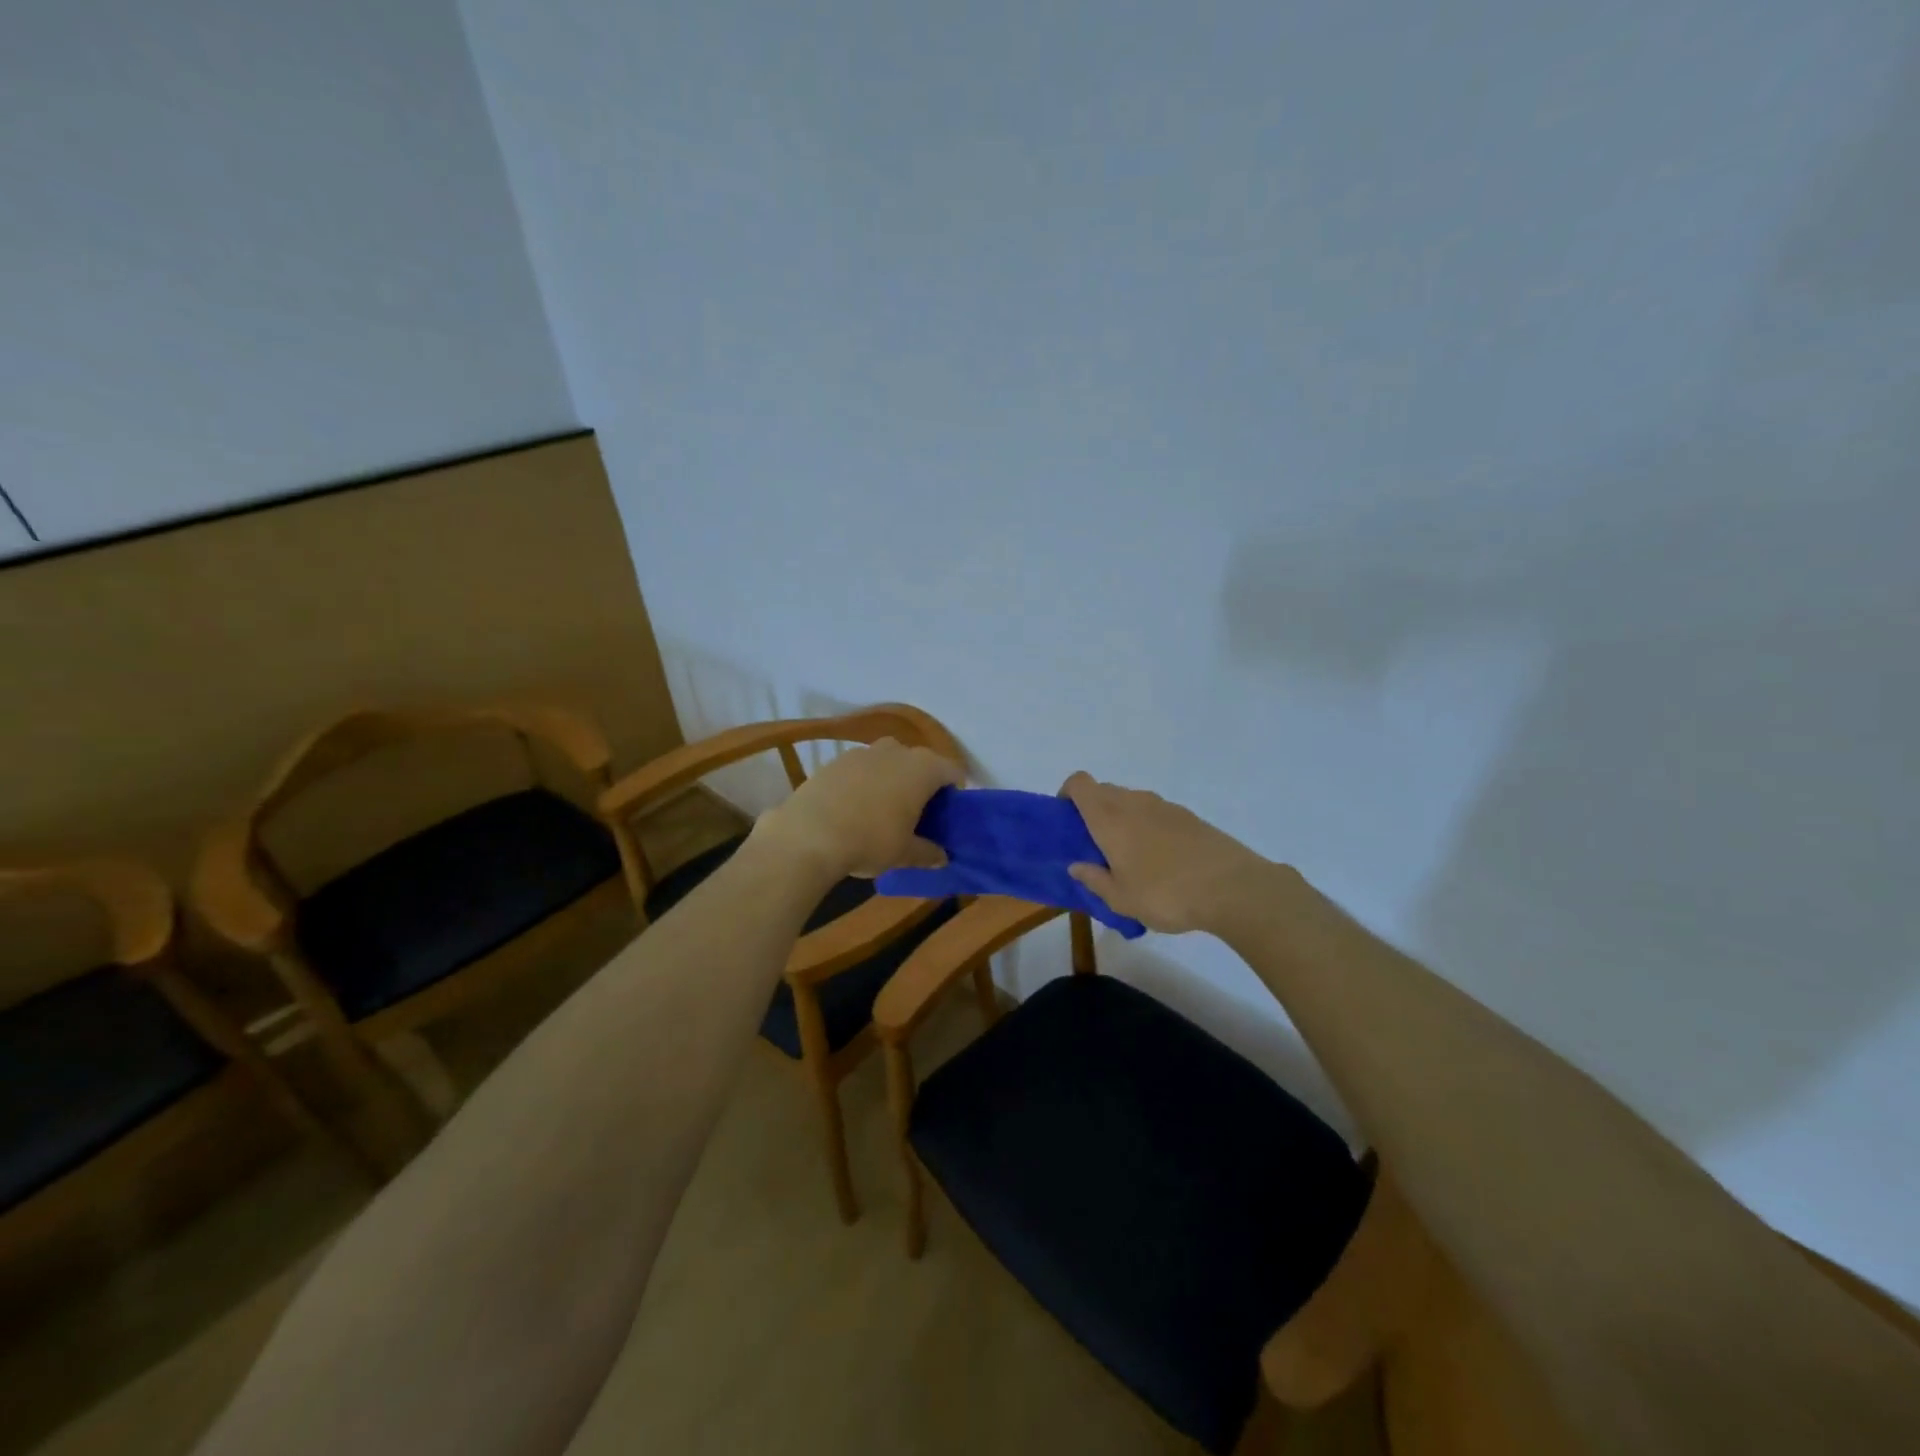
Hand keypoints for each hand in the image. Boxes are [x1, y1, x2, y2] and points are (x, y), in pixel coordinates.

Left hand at [753, 738, 963, 879]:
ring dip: (891, 782)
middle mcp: (896, 750)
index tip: (948, 816)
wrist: (808, 835)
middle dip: (921, 785)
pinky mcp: (834, 761)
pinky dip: (864, 784)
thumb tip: (941, 858)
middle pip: (920, 764)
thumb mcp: (904, 853)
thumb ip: (928, 852)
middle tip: (917, 815)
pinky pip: (861, 770)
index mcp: (923, 768)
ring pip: (888, 763)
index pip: (953, 772)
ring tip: (883, 812)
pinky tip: (854, 810)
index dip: (955, 793)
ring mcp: (862, 752)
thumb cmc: (870, 840)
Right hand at [1060, 772, 1267, 934]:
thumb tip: (1076, 866)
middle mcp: (1134, 802)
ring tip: (1130, 856)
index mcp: (1109, 818)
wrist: (1232, 888)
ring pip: (1131, 801)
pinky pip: (1156, 812)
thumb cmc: (1166, 894)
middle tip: (1095, 845)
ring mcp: (1164, 806)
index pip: (1079, 783)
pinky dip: (1148, 826)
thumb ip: (1094, 880)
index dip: (1068, 794)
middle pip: (1103, 790)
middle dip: (1092, 810)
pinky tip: (1161, 860)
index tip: (1067, 820)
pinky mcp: (1189, 816)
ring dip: (1122, 818)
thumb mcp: (1121, 899)